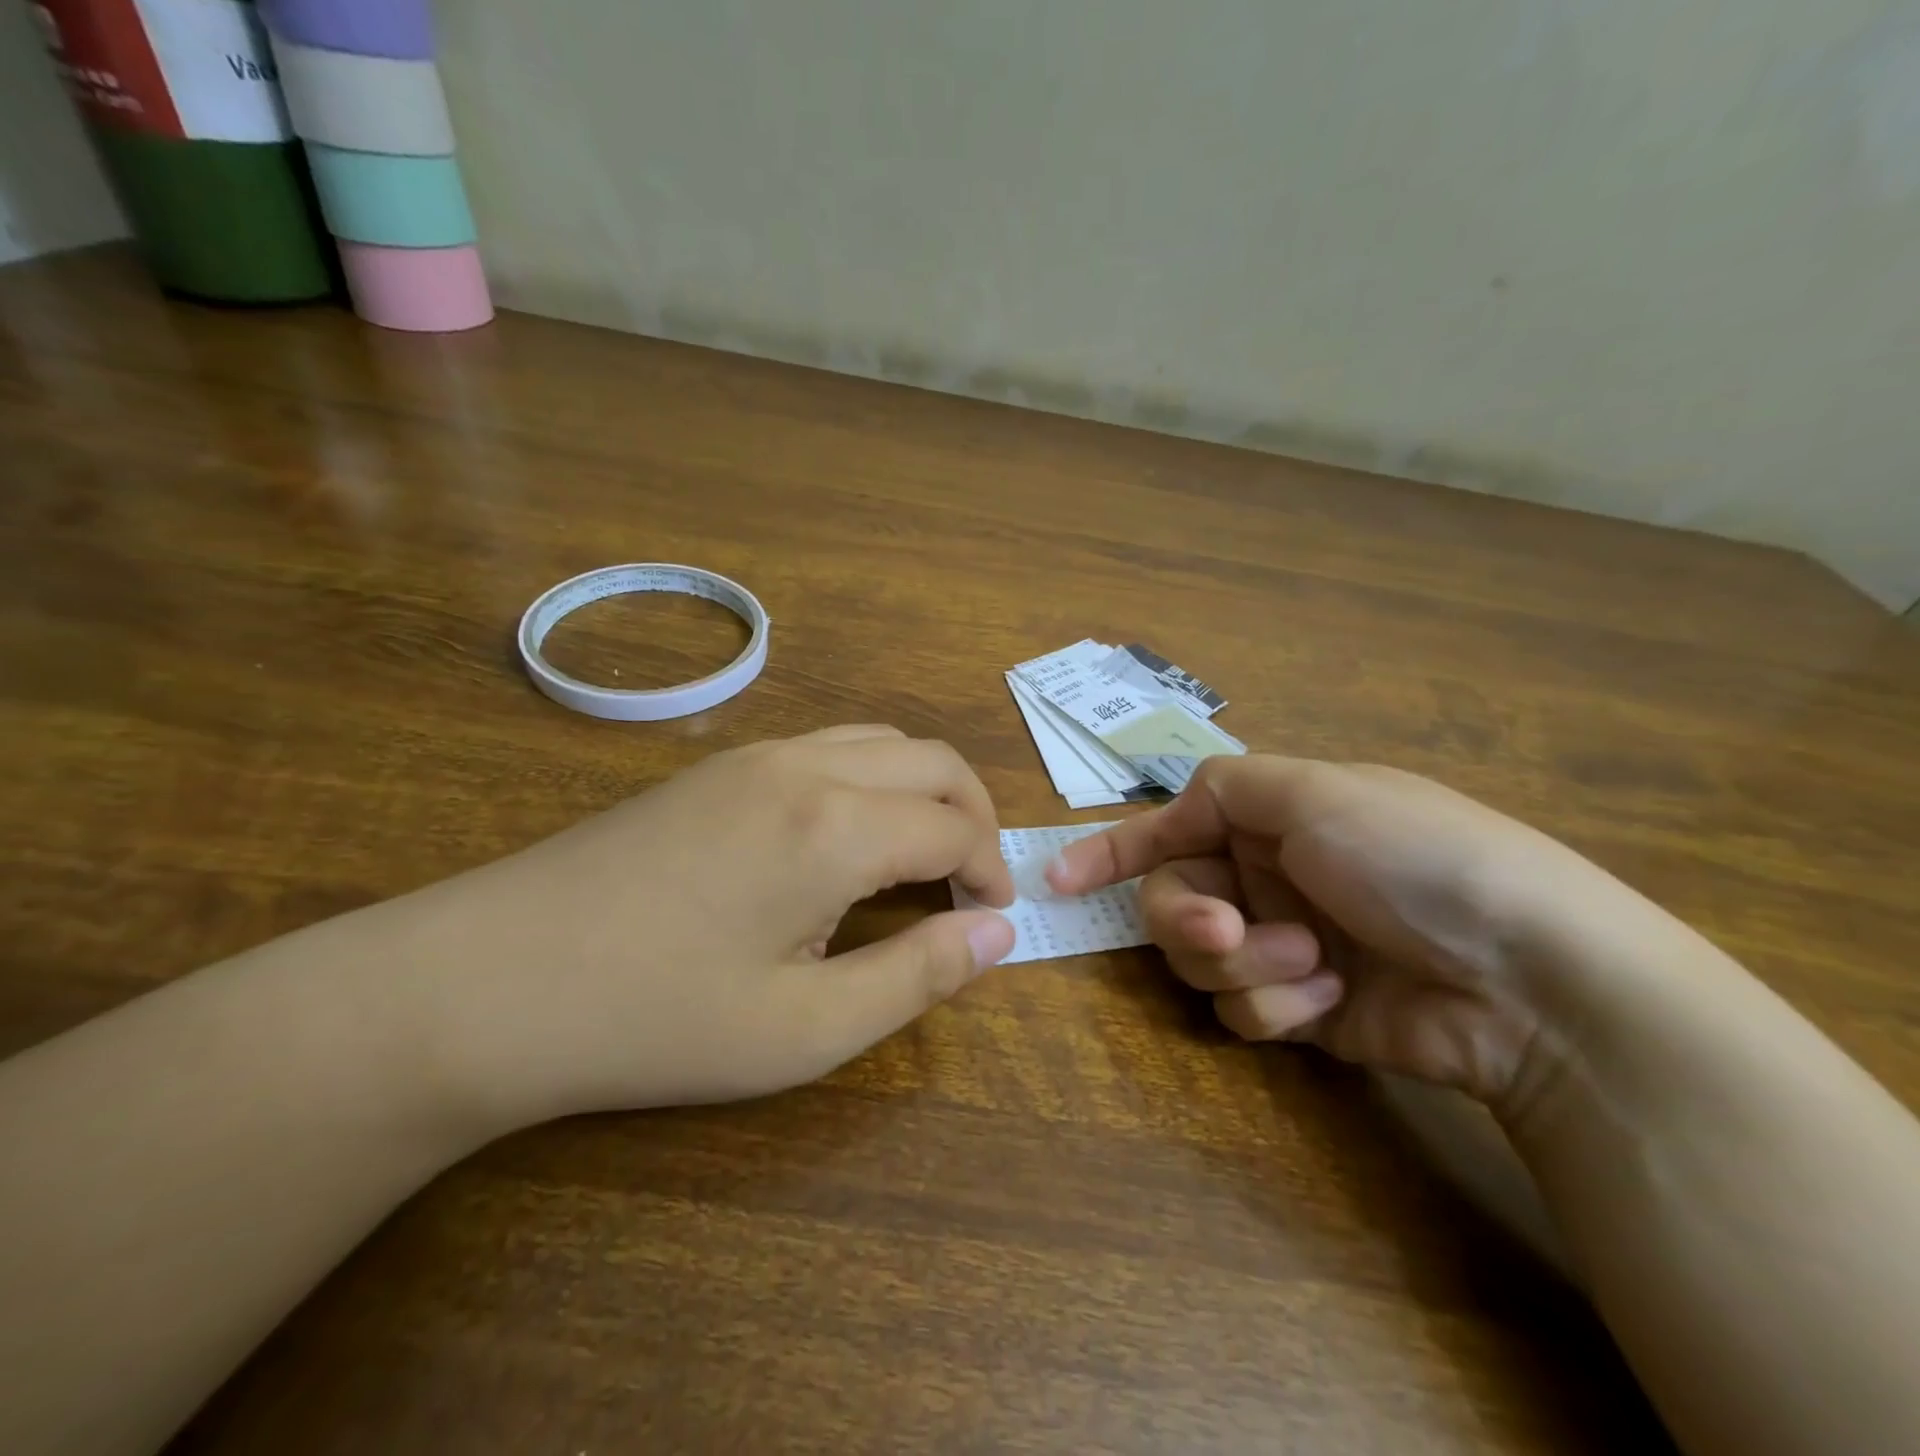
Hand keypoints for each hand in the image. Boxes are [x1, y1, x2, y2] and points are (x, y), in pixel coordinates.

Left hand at [387, 726, 1015, 1128]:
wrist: (485, 981)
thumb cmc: (654, 1019)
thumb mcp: (804, 1030)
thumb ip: (916, 976)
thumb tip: (999, 935)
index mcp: (836, 827)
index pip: (954, 828)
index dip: (990, 872)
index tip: (993, 918)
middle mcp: (806, 766)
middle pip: (932, 761)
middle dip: (974, 816)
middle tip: (974, 883)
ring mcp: (755, 755)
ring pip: (880, 741)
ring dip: (922, 790)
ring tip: (919, 858)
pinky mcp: (718, 765)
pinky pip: (828, 747)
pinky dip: (871, 779)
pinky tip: (844, 839)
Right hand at [1045, 755, 1639, 1107]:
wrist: (1531, 980)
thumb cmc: (1414, 858)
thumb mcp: (1318, 792)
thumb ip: (1228, 785)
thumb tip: (1176, 803)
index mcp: (1268, 820)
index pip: (1168, 828)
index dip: (1110, 850)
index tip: (1058, 878)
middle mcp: (1267, 877)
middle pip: (1172, 900)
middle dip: (1188, 918)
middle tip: (1227, 929)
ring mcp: (1282, 944)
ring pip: (1200, 960)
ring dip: (1245, 962)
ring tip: (1312, 964)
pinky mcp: (1301, 1007)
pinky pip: (1243, 1008)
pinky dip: (1279, 1004)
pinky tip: (1333, 1000)